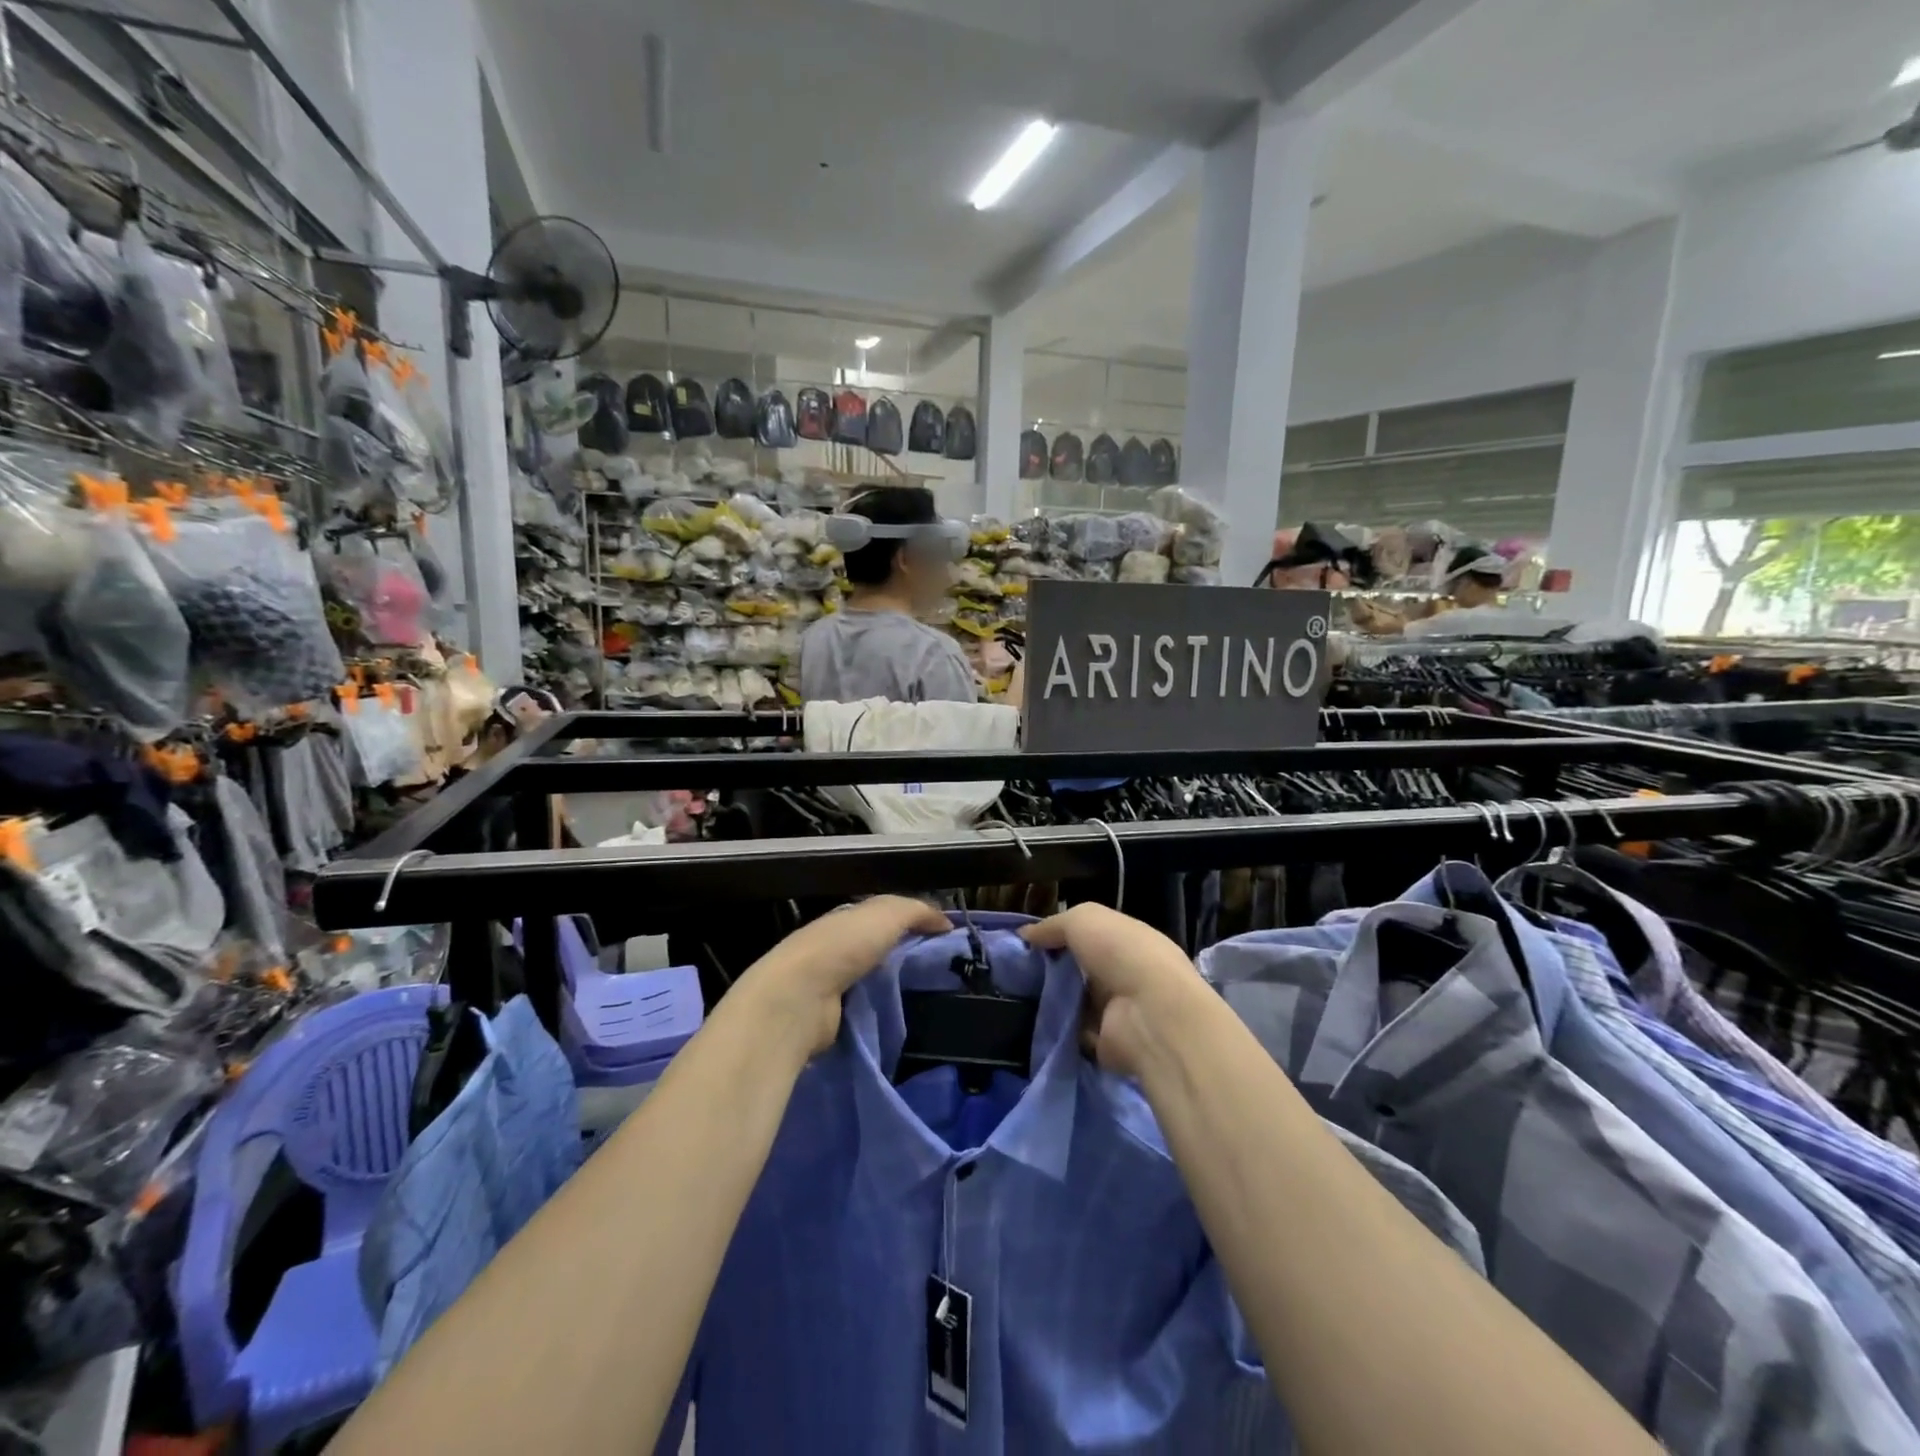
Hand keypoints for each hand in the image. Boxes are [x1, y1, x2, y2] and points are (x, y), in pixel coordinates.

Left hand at [736, 896, 950, 1057]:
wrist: (799, 999)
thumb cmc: (842, 947)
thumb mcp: (886, 914)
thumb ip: (917, 911)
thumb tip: (946, 922)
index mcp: (846, 919)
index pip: (884, 917)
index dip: (913, 923)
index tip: (944, 939)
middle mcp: (836, 948)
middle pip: (879, 949)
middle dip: (906, 957)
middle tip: (944, 971)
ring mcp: (831, 984)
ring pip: (873, 980)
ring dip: (894, 986)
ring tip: (931, 996)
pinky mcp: (831, 1017)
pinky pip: (865, 1009)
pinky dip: (881, 1011)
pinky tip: (904, 1017)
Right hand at [1021, 905, 1207, 1079]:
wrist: (1149, 1014)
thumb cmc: (1121, 953)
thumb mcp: (1083, 919)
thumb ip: (1053, 925)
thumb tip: (1025, 935)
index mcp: (1127, 940)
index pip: (1090, 936)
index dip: (1060, 937)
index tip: (1026, 943)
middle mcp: (1125, 973)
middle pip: (1080, 969)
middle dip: (1052, 970)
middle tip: (1015, 972)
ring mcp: (1118, 1011)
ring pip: (1075, 1001)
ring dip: (1052, 1000)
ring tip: (1015, 997)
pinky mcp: (1107, 1043)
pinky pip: (1074, 1032)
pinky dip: (1057, 1029)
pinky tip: (1032, 1021)